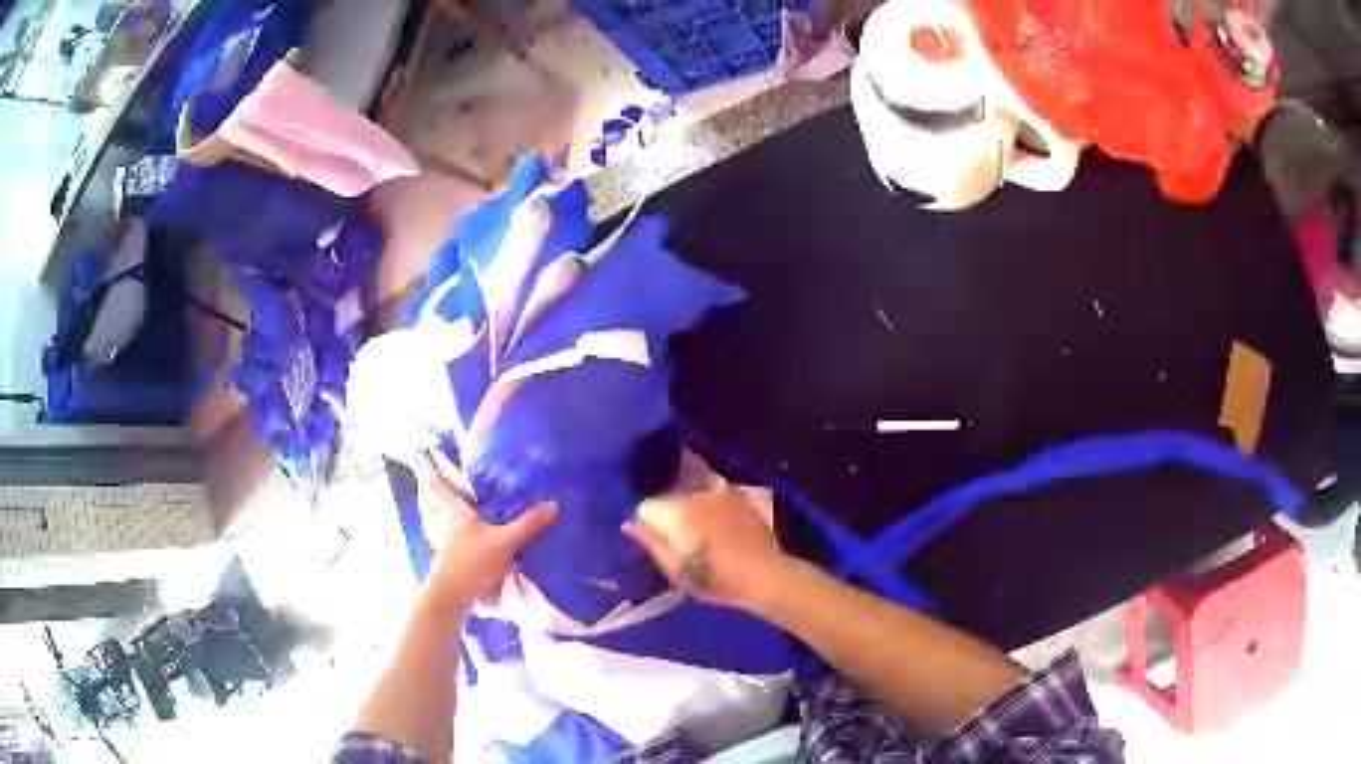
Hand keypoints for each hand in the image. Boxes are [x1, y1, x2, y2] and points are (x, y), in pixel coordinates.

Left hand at [419, 456, 557, 607]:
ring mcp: (440, 541)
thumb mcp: (505, 543)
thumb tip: (554, 504)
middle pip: (428, 499)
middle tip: (424, 472)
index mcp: (454, 513)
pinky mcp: (443, 557)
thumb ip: (528, 525)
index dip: (430, 469)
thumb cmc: (472, 562)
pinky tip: (443, 530)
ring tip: (428, 496)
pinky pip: (435, 532)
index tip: (423, 452)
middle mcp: (442, 523)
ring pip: (429, 516)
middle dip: (425, 484)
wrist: (452, 596)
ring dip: (427, 504)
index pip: (438, 486)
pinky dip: (435, 524)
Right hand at [622, 453, 790, 611]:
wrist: (765, 575)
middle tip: (684, 547)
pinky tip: (724, 532)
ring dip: (692, 514)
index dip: (649, 528)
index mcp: (677, 513)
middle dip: (671, 519)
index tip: (662, 547)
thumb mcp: (676, 570)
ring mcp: (720, 493)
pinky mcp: (740, 497)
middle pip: (669, 501)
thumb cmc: (716, 579)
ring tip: (706, 540)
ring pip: (691, 499)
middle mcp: (696, 495)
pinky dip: (713, 511)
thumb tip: (628, 523)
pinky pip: (714, 499)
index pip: (646, 508)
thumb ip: (651, 543)